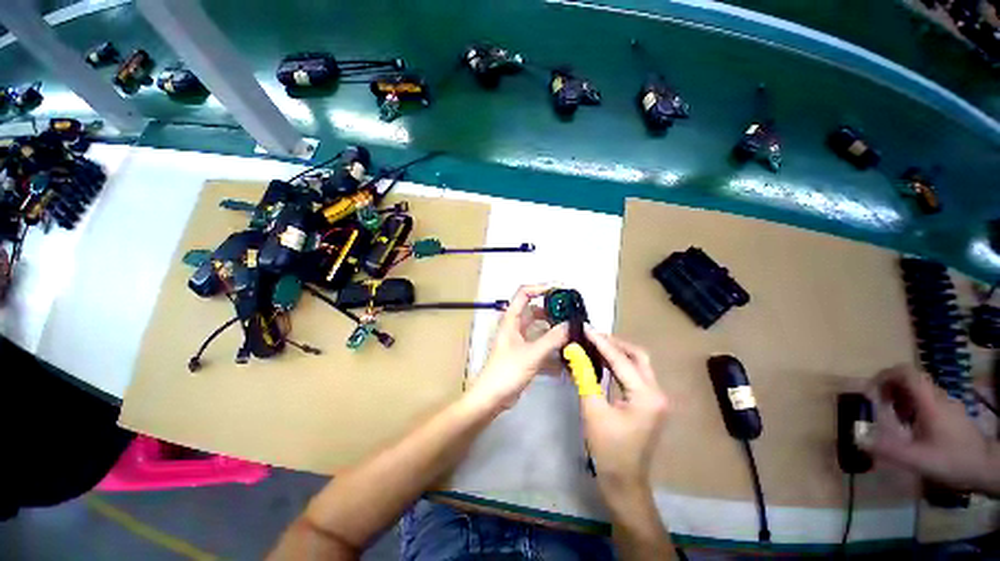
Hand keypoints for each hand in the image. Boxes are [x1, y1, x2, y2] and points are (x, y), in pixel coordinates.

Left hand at [466, 285, 568, 410]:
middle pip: (535, 312)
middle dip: (553, 312)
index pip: (524, 294)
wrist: (491, 399)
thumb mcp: (532, 354)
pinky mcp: (523, 359)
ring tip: (573, 335)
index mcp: (511, 322)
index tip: (561, 291)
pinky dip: (552, 352)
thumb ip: (553, 338)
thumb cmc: (507, 372)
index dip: (541, 288)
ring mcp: (519, 345)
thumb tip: (570, 324)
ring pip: (539, 332)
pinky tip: (565, 360)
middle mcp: (514, 330)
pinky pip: (541, 349)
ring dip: (554, 333)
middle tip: (572, 316)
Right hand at [579, 328, 667, 490]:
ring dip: (622, 357)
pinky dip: (625, 372)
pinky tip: (610, 369)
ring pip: (642, 369)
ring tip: (599, 348)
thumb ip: (586, 381)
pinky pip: (640, 382)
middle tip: (594, 337)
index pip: (623, 361)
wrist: (624, 480)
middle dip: (617, 345)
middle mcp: (659, 392)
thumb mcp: (593, 415)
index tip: (586, 328)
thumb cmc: (608, 450)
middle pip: (640, 358)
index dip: (602, 344)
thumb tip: (576, 355)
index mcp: (647, 394)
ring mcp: (659, 400)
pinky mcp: (654, 407)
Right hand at [860, 365, 998, 493]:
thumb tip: (863, 441)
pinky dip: (914, 412)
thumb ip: (892, 451)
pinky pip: (928, 404)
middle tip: (876, 414)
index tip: (868, 390)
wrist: (971, 458)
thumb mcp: (919, 460)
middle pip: (913, 380)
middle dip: (892, 391)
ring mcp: (945, 402)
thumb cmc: (947, 457)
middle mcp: (937, 394)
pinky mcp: (948, 412)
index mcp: (929, 400)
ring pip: (921, 393)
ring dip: (903, 403)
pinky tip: (913, 435)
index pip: (907, 372)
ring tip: (892, 428)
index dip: (886, 374)